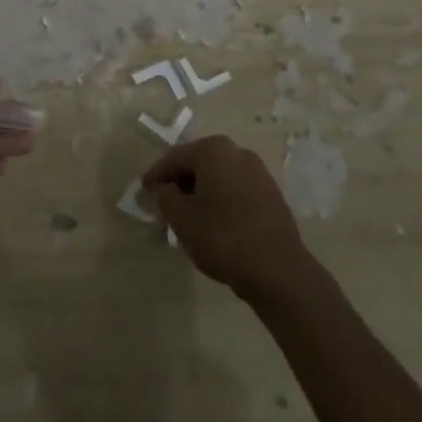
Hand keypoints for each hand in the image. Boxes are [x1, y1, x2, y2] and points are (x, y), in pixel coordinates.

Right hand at [143, 135, 310, 298]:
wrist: (279, 271)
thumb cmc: (223, 237)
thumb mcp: (181, 218)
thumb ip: (165, 197)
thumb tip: (163, 188)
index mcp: (214, 150)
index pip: (175, 158)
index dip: (156, 175)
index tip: (143, 191)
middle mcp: (238, 152)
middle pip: (198, 164)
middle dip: (180, 182)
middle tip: (164, 203)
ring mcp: (259, 172)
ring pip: (219, 177)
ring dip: (201, 192)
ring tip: (187, 216)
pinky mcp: (271, 195)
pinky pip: (236, 190)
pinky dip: (221, 200)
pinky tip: (214, 223)